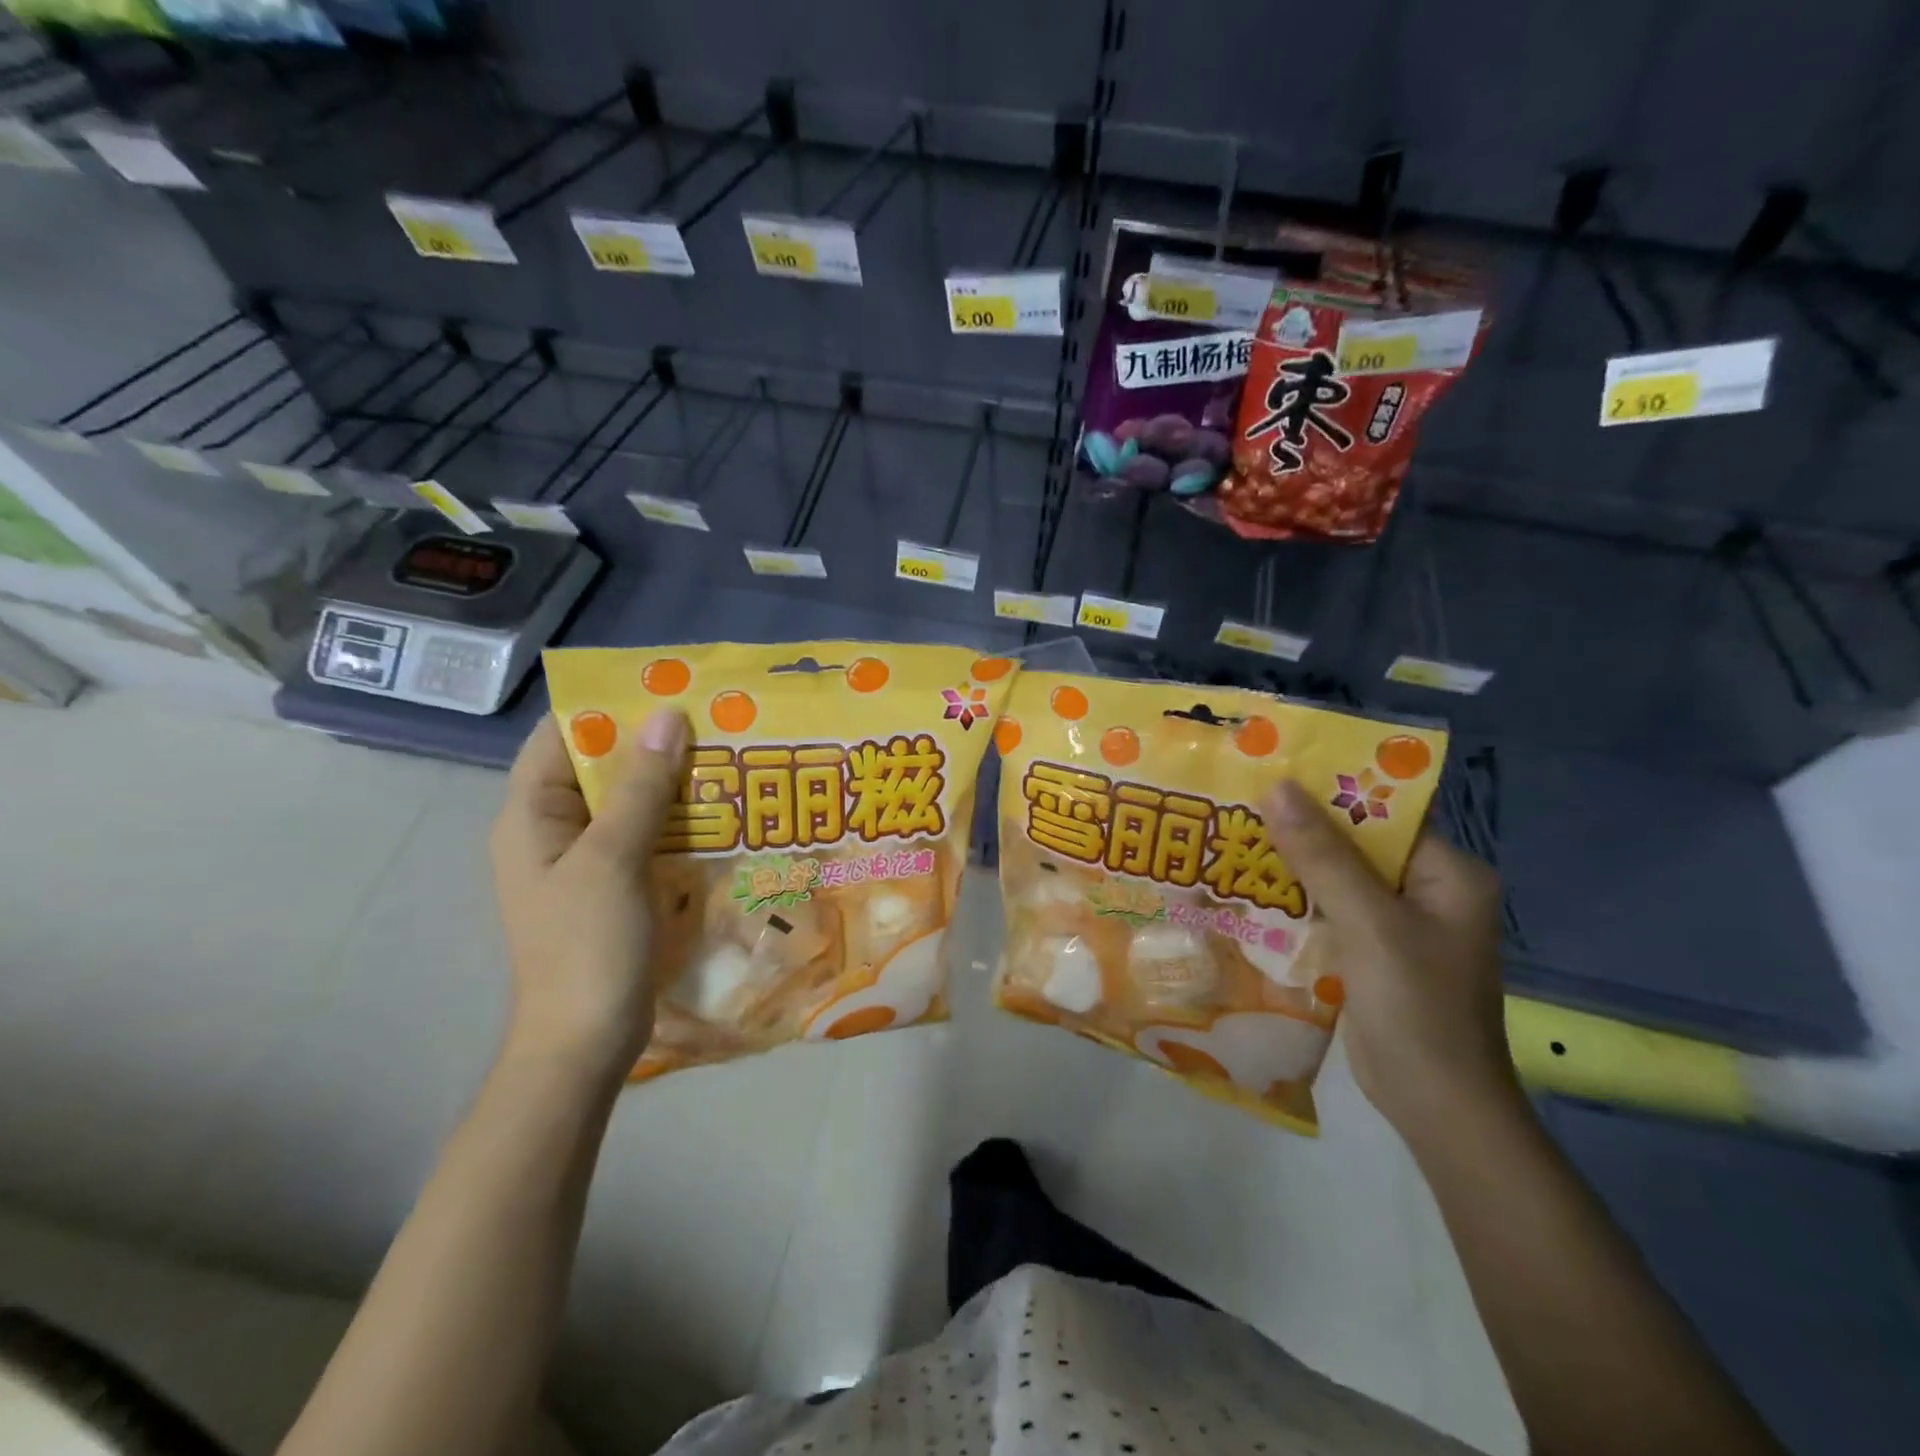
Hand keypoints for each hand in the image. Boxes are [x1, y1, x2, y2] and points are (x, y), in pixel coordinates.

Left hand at [490, 709, 687, 1076]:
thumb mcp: (612, 859)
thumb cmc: (586, 946)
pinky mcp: (615, 885)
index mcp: (531, 815)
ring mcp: (586, 859)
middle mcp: (554, 829)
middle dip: (652, 742)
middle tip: (714, 718)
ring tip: (727, 754)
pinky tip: (719, 809)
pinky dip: (676, 818)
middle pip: (600, 766)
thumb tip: (667, 716)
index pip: (560, 736)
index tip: (666, 687)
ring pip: (629, 801)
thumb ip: (640, 788)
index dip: (608, 706)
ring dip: (671, 780)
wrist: (584, 1041)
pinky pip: (645, 835)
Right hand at [1262, 780, 1516, 1137]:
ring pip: (1336, 877)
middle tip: (1238, 802)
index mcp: (1445, 873)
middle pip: (1355, 843)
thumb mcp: (1368, 923)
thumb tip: (1277, 787)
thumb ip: (1322, 855)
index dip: (1327, 790)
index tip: (1270, 772)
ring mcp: (1398, 924)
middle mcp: (1426, 890)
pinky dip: (1295, 901)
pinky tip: (1249, 889)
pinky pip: (1329, 911)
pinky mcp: (1372, 952)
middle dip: (1300, 827)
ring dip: (1291, 864)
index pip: (1381, 812)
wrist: (1436, 1105)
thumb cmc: (1416, 1006)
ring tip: (1231, 835)